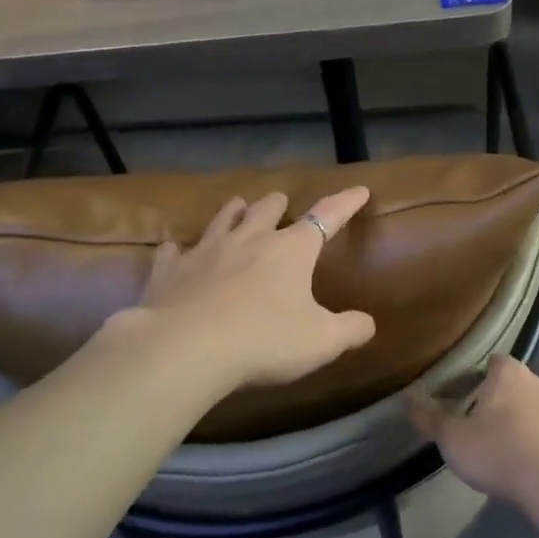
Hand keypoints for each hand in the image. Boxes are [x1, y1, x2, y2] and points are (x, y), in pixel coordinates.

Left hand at [124, 186, 376, 392]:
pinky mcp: (170, 271)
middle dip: (278, 204)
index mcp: (291, 250)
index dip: (346, 203)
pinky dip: (180, 250)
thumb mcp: (322, 342)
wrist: (186, 348)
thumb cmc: (264, 340)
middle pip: (267, 209)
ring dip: (234, 212)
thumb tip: (368, 323)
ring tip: (238, 206)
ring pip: (223, 219)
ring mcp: (206, 251)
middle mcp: (250, 240)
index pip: (327, 216)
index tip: (359, 190)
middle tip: (281, 201)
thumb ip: (350, 330)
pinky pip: (175, 251)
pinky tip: (176, 250)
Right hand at [408, 356, 538, 506]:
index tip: (472, 400)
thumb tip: (408, 396)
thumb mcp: (454, 440)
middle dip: (511, 405)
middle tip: (494, 434)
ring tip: (523, 459)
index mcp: (510, 376)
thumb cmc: (501, 454)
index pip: (495, 363)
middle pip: (524, 387)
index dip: (482, 379)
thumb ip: (430, 418)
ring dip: (538, 428)